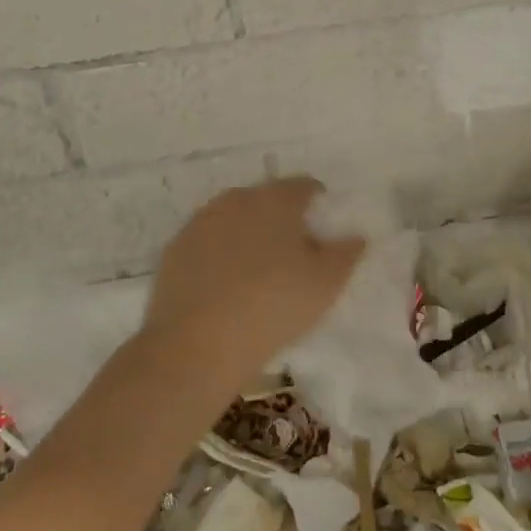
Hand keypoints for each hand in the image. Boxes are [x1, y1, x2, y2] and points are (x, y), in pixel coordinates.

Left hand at [140, 177, 362, 385]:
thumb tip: (355, 236)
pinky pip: (208, 242)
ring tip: (260, 267)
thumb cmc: (273, 305)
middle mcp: (236, 200)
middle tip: (294, 249)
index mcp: (275, 200)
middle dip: (281, 216)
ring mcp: (200, 223)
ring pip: (234, 218)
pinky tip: (227, 282)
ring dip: (249, 233)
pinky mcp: (175, 250)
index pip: (302, 186)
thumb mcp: (326, 283)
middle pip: (266, 199)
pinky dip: (221, 253)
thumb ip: (346, 253)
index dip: (317, 201)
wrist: (196, 345)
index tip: (323, 224)